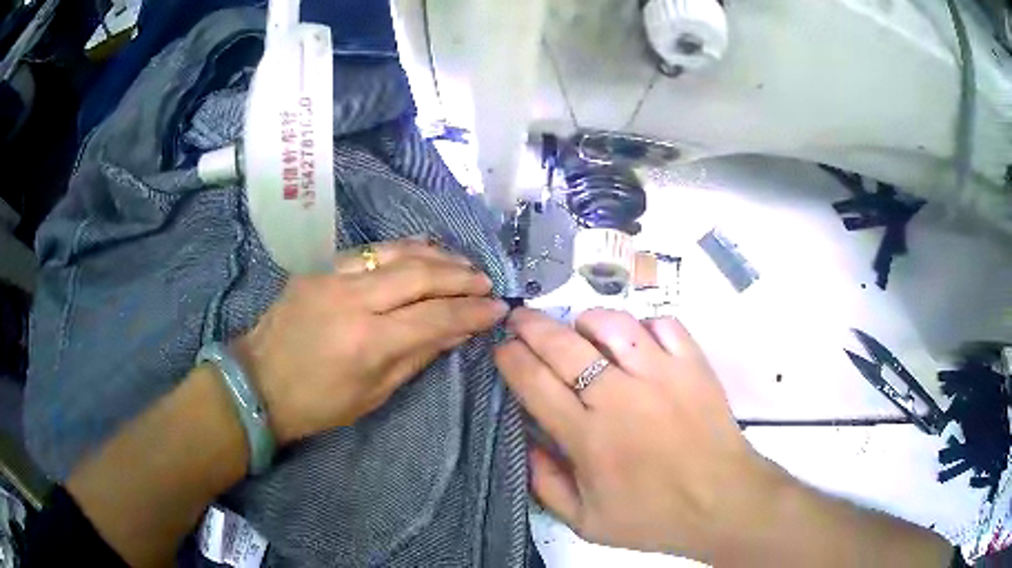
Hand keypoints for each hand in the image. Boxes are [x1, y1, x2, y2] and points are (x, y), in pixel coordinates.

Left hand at [233, 237, 507, 443]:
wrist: (259, 381)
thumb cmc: (318, 403)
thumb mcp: (374, 393)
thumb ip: (419, 355)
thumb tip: (460, 329)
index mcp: (367, 341)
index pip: (434, 316)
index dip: (472, 311)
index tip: (498, 308)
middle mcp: (352, 299)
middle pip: (419, 275)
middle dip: (460, 276)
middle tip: (485, 281)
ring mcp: (331, 275)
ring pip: (395, 252)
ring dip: (435, 255)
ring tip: (462, 263)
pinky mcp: (317, 265)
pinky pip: (368, 250)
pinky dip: (401, 248)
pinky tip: (423, 248)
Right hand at [495, 308, 784, 561]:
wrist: (723, 502)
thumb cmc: (653, 516)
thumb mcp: (586, 523)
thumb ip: (546, 485)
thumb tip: (527, 441)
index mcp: (588, 438)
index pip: (535, 383)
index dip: (511, 358)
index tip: (502, 348)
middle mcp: (620, 398)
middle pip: (563, 345)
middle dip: (531, 326)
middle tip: (519, 319)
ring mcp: (661, 375)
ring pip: (612, 324)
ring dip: (586, 320)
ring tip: (579, 328)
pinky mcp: (693, 365)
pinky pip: (663, 324)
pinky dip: (643, 325)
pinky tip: (636, 339)